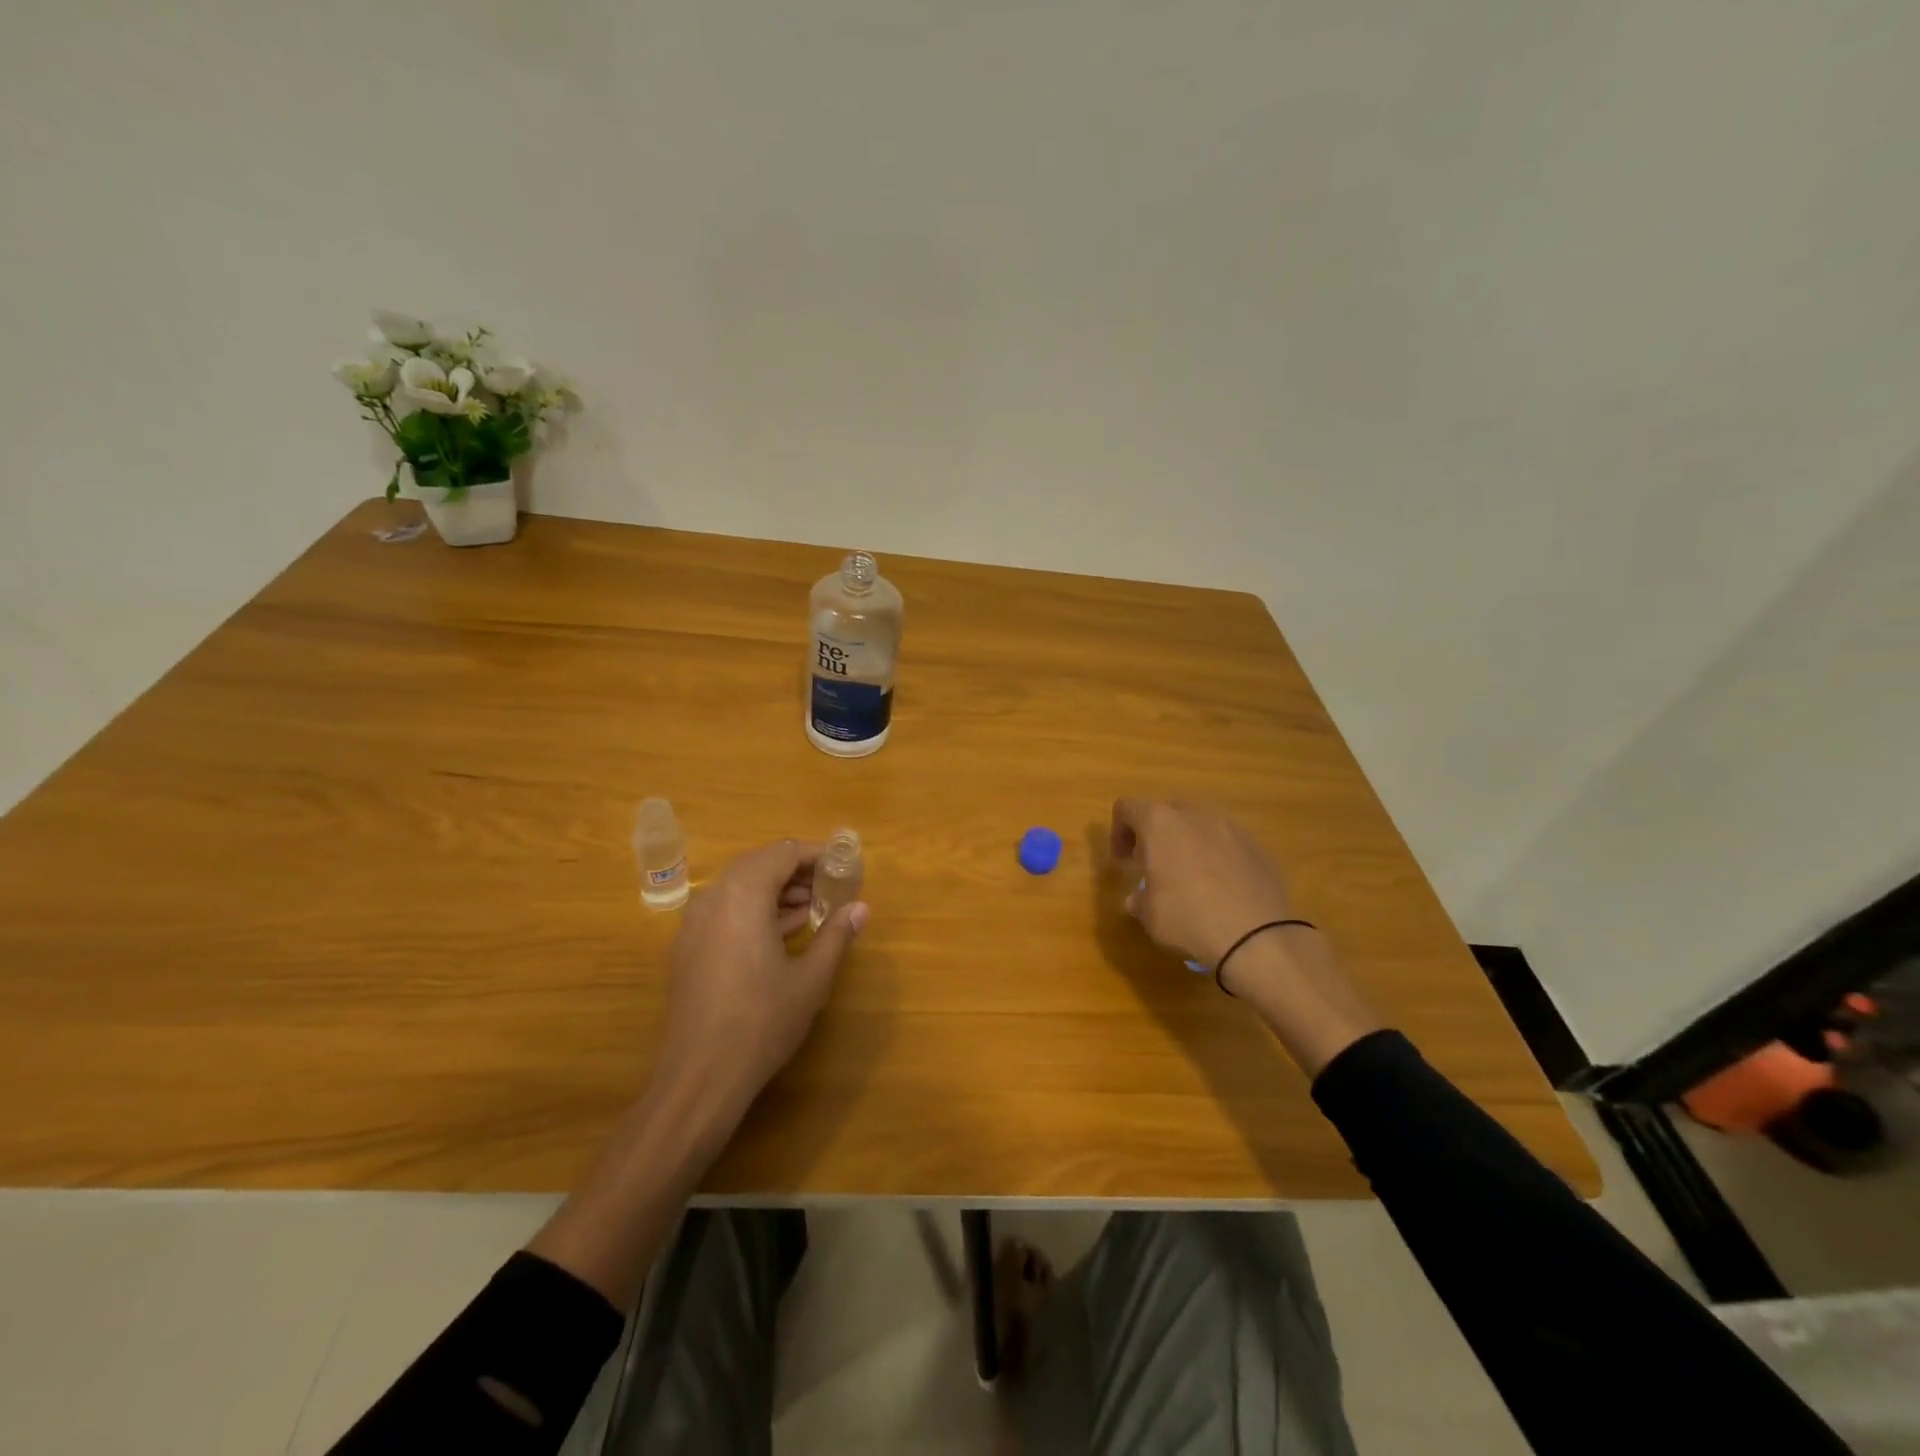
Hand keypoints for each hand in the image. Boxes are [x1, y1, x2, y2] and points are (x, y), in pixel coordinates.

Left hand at [653, 838, 869, 1133]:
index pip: (782, 853)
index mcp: (743, 896)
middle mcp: (713, 899)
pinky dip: (754, 909)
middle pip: (758, 864)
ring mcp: (695, 924)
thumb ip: (836, 935)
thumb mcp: (811, 979)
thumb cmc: (762, 1022)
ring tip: (812, 907)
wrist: (699, 1077)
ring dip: (775, 889)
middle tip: (830, 885)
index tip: (844, 865)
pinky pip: (725, 910)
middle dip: (795, 870)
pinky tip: (782, 933)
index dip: (816, 854)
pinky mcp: (688, 949)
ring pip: (739, 887)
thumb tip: (861, 908)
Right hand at [1111, 798, 1378, 1072]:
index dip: (1118, 832)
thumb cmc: (1189, 919)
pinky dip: (1217, 856)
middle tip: (1153, 865)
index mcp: (1161, 824)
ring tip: (1189, 877)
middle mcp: (1196, 815)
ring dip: (1187, 843)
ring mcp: (1231, 828)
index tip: (1123, 862)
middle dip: (1155, 834)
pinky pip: (1227, 843)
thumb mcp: (1148, 916)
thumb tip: (1138, 899)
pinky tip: (1221, 889)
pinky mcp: (1257, 847)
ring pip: (1199, 824)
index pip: (1128, 808)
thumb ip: (1138, 898)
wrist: (1257, 938)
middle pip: (1166, 811)